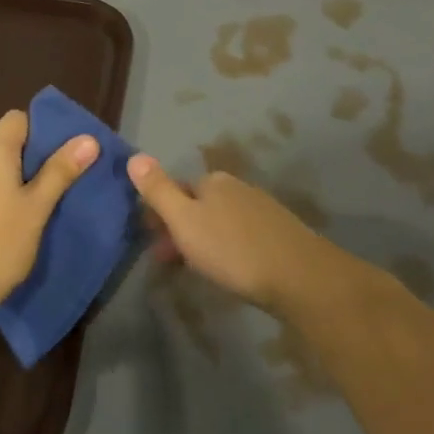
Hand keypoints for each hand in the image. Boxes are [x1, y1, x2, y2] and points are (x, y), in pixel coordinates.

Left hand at [0, 109, 98, 318]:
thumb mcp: (37, 208)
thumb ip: (60, 171)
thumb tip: (88, 138)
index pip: (18, 119)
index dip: (44, 128)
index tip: (68, 151)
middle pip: (8, 144)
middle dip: (37, 158)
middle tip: (67, 180)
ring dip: (20, 181)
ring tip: (48, 204)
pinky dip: (3, 197)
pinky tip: (18, 222)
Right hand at [127, 154, 337, 313]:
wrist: (300, 277)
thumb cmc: (232, 249)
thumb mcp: (184, 220)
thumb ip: (158, 190)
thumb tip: (134, 155)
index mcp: (212, 181)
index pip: (176, 189)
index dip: (160, 214)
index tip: (151, 242)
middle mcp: (237, 188)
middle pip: (198, 205)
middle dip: (180, 229)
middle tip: (169, 261)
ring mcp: (261, 209)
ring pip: (219, 221)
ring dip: (203, 240)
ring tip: (197, 269)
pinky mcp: (279, 233)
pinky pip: (241, 236)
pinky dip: (227, 249)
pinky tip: (230, 269)